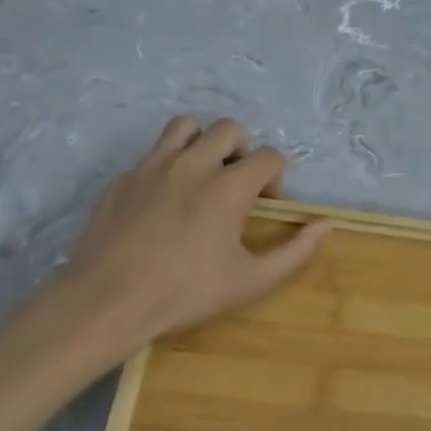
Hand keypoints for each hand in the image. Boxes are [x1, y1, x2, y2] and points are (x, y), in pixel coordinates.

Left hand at [27, 116, 327, 378]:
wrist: (105, 303)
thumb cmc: (184, 294)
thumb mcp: (250, 282)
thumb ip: (295, 253)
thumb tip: (325, 226)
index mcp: (229, 186)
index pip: (270, 156)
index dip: (276, 178)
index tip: (266, 208)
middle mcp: (193, 163)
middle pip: (230, 128)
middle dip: (243, 150)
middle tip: (236, 185)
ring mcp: (153, 166)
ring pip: (185, 127)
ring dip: (201, 143)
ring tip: (200, 176)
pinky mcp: (122, 179)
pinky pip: (151, 157)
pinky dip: (165, 169)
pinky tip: (159, 206)